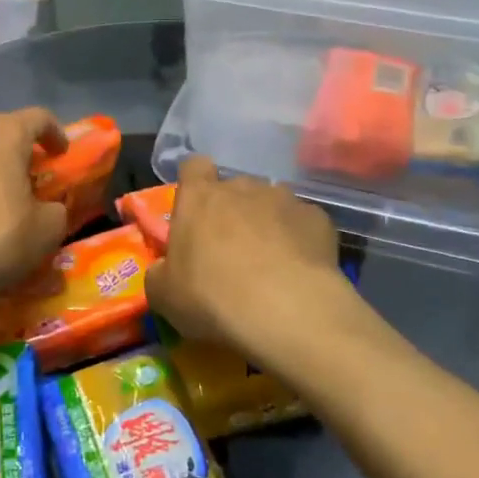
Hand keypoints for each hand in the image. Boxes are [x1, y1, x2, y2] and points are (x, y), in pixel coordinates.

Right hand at [145, 156, 352, 368]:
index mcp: (199, 197)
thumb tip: (164, 269)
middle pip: (234, 188)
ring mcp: (284, 199)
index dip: (194, 184)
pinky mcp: (318, 218)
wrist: (286, 311)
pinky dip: (299, 240)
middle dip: (233, 211)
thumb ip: (160, 272)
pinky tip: (299, 269)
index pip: (193, 166)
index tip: (195, 211)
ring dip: (267, 222)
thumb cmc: (212, 297)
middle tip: (231, 250)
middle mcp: (241, 187)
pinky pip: (303, 223)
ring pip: (271, 202)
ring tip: (270, 261)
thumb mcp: (164, 296)